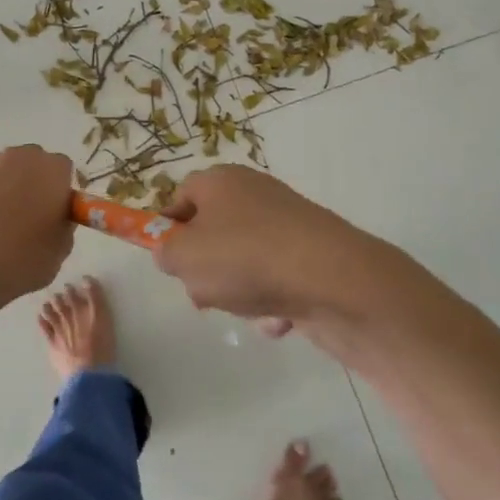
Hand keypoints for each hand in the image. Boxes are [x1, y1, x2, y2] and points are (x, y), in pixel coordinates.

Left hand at [0, 145, 76, 298]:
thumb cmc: (29, 254)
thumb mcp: (63, 243)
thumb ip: (63, 219)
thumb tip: (54, 215)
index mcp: (53, 168)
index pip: (63, 168)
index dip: (60, 189)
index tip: (55, 209)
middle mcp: (21, 156)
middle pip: (31, 161)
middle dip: (31, 180)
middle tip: (28, 212)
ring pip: (1, 169)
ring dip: (3, 184)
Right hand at [153, 165, 384, 324]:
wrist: (333, 279)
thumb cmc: (245, 258)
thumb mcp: (183, 257)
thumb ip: (166, 253)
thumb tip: (173, 252)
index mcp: (220, 181)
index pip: (181, 195)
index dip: (168, 228)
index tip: (168, 260)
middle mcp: (254, 194)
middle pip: (212, 233)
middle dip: (205, 269)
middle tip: (205, 292)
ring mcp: (286, 224)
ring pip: (243, 264)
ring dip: (239, 293)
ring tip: (250, 307)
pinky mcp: (311, 254)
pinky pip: (276, 281)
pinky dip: (272, 302)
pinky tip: (281, 317)